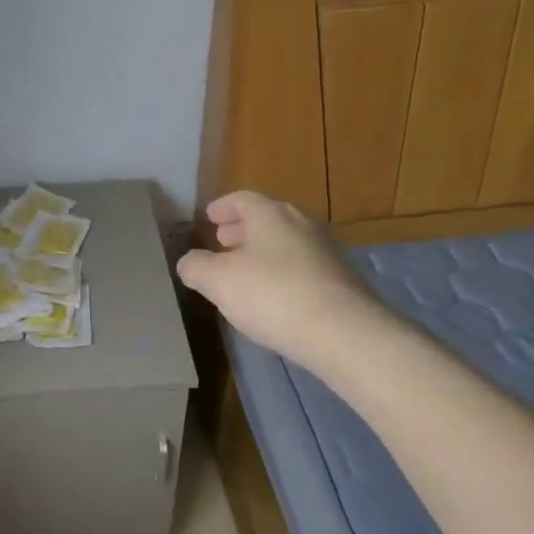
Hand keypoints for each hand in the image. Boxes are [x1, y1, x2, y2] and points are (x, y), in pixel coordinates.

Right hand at [176, 191, 381, 371]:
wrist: (345, 334)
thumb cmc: (274, 295)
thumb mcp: (219, 282)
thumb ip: (197, 267)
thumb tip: (188, 262)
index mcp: (270, 214)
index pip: (242, 199)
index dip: (223, 207)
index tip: (210, 218)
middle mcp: (301, 223)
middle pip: (267, 218)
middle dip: (242, 229)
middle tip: (223, 242)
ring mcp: (326, 251)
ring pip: (287, 242)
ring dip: (264, 252)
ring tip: (246, 272)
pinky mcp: (342, 281)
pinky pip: (303, 267)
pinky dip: (283, 273)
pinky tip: (275, 297)